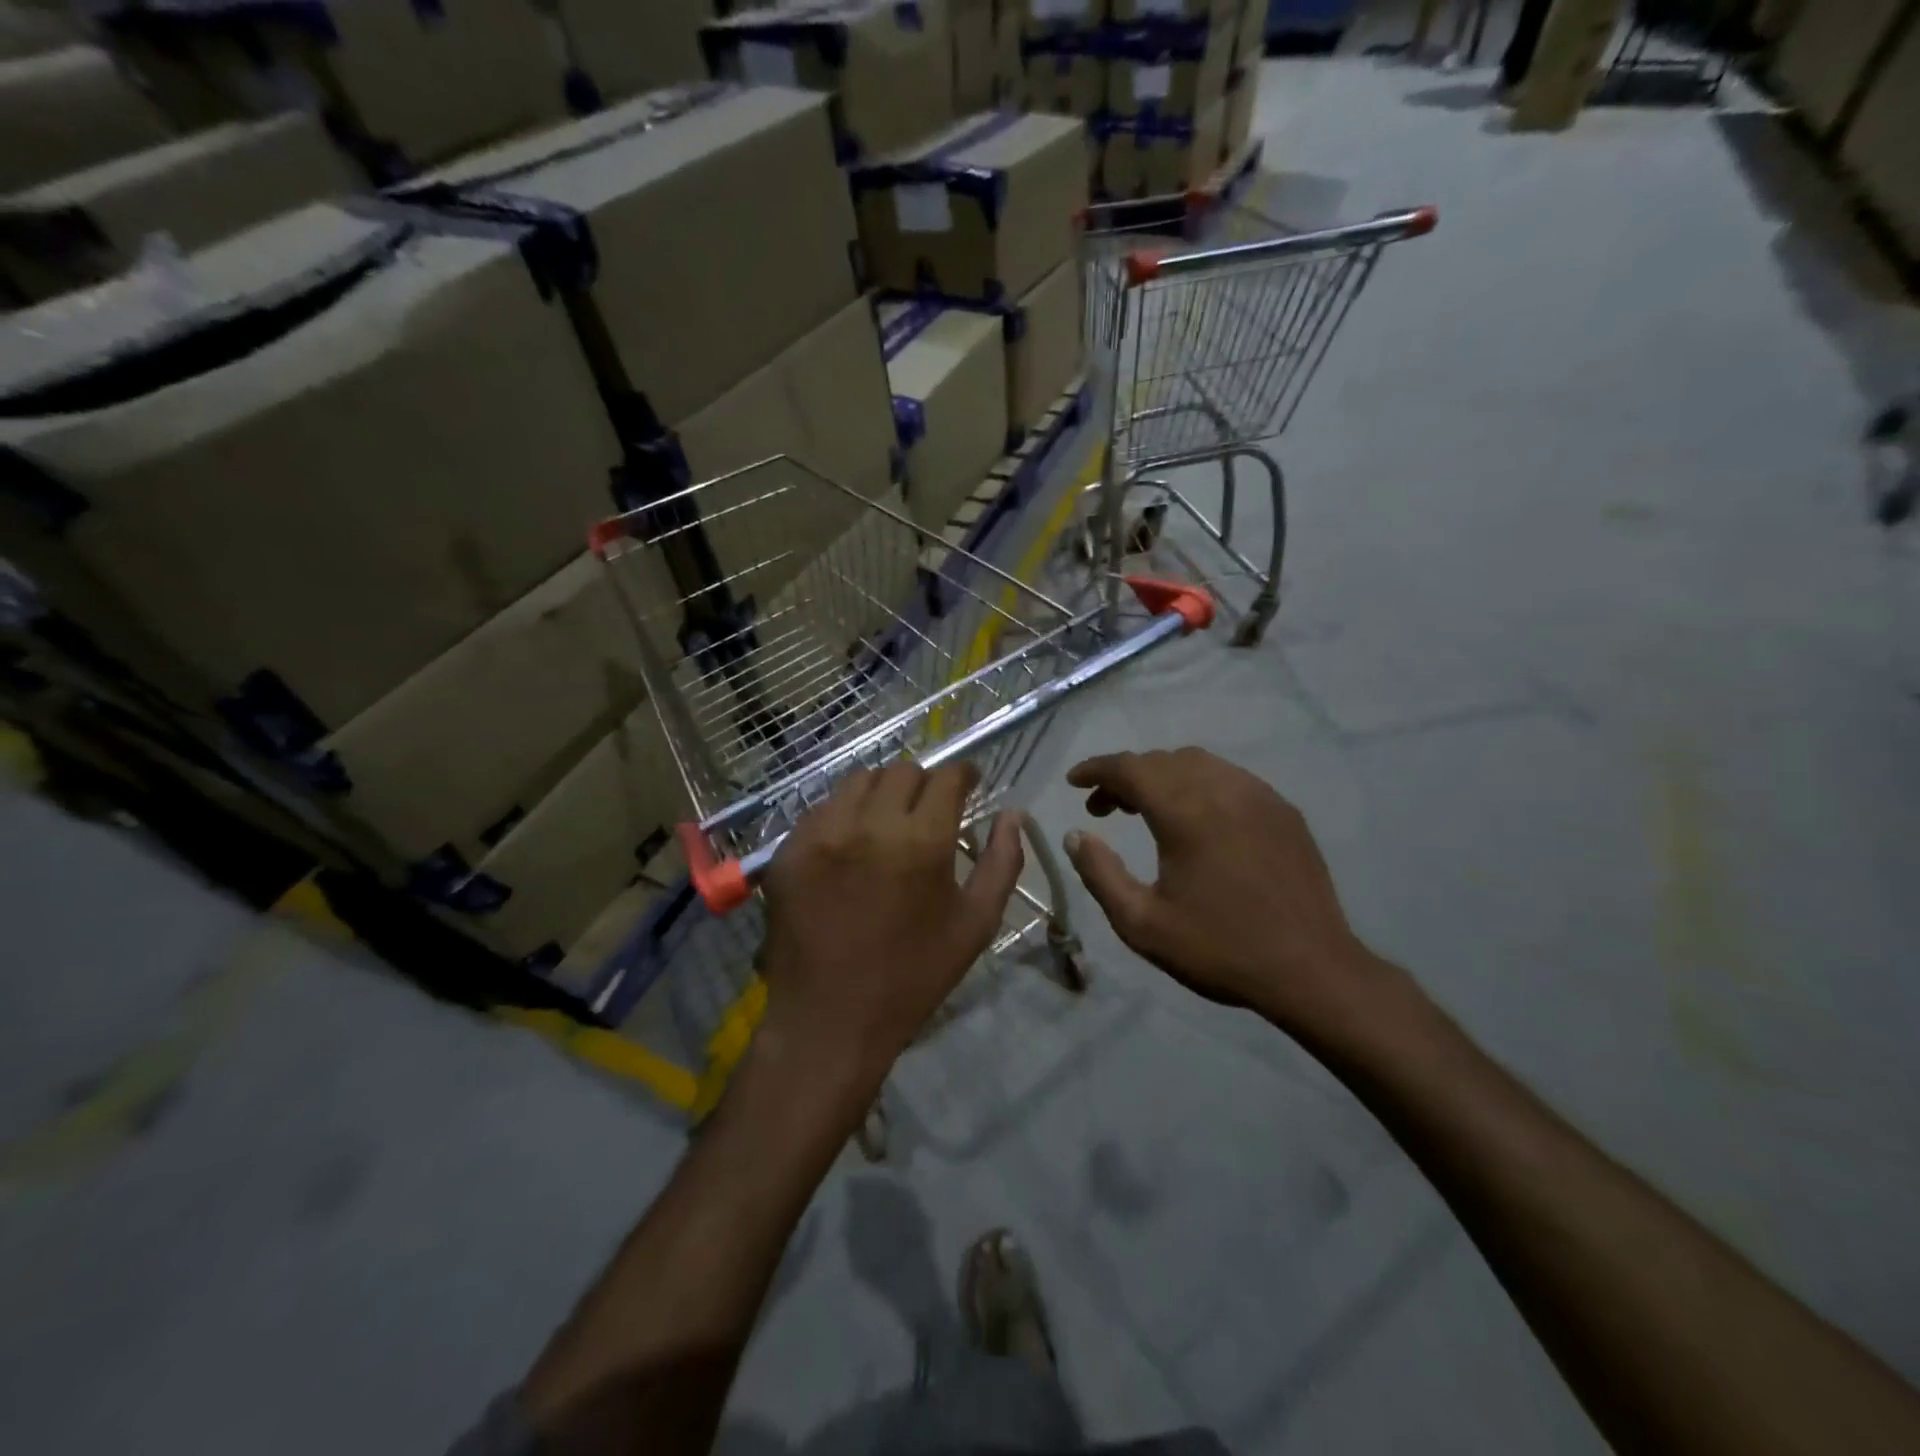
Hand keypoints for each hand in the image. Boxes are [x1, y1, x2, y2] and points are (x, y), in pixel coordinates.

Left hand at [756, 761, 1024, 1098]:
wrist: (831, 1021)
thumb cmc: (914, 976)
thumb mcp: (976, 924)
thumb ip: (1002, 862)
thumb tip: (1012, 814)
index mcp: (922, 841)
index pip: (946, 777)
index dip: (964, 774)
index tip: (969, 783)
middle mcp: (868, 824)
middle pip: (902, 770)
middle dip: (924, 783)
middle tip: (929, 810)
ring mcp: (821, 834)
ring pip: (857, 782)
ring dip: (881, 793)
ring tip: (887, 822)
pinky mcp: (787, 850)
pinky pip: (821, 810)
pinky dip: (843, 815)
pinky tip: (850, 846)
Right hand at [1062, 748, 1385, 1035]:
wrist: (1310, 969)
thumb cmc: (1219, 947)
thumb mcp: (1141, 923)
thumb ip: (1099, 873)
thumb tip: (1075, 835)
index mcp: (1185, 812)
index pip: (1129, 768)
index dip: (1096, 769)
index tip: (1074, 782)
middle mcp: (1222, 789)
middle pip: (1161, 761)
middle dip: (1125, 776)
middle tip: (1103, 809)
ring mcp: (1258, 795)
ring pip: (1197, 763)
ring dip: (1162, 776)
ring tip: (1145, 810)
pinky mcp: (1283, 809)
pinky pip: (1229, 777)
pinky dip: (1198, 783)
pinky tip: (1195, 818)